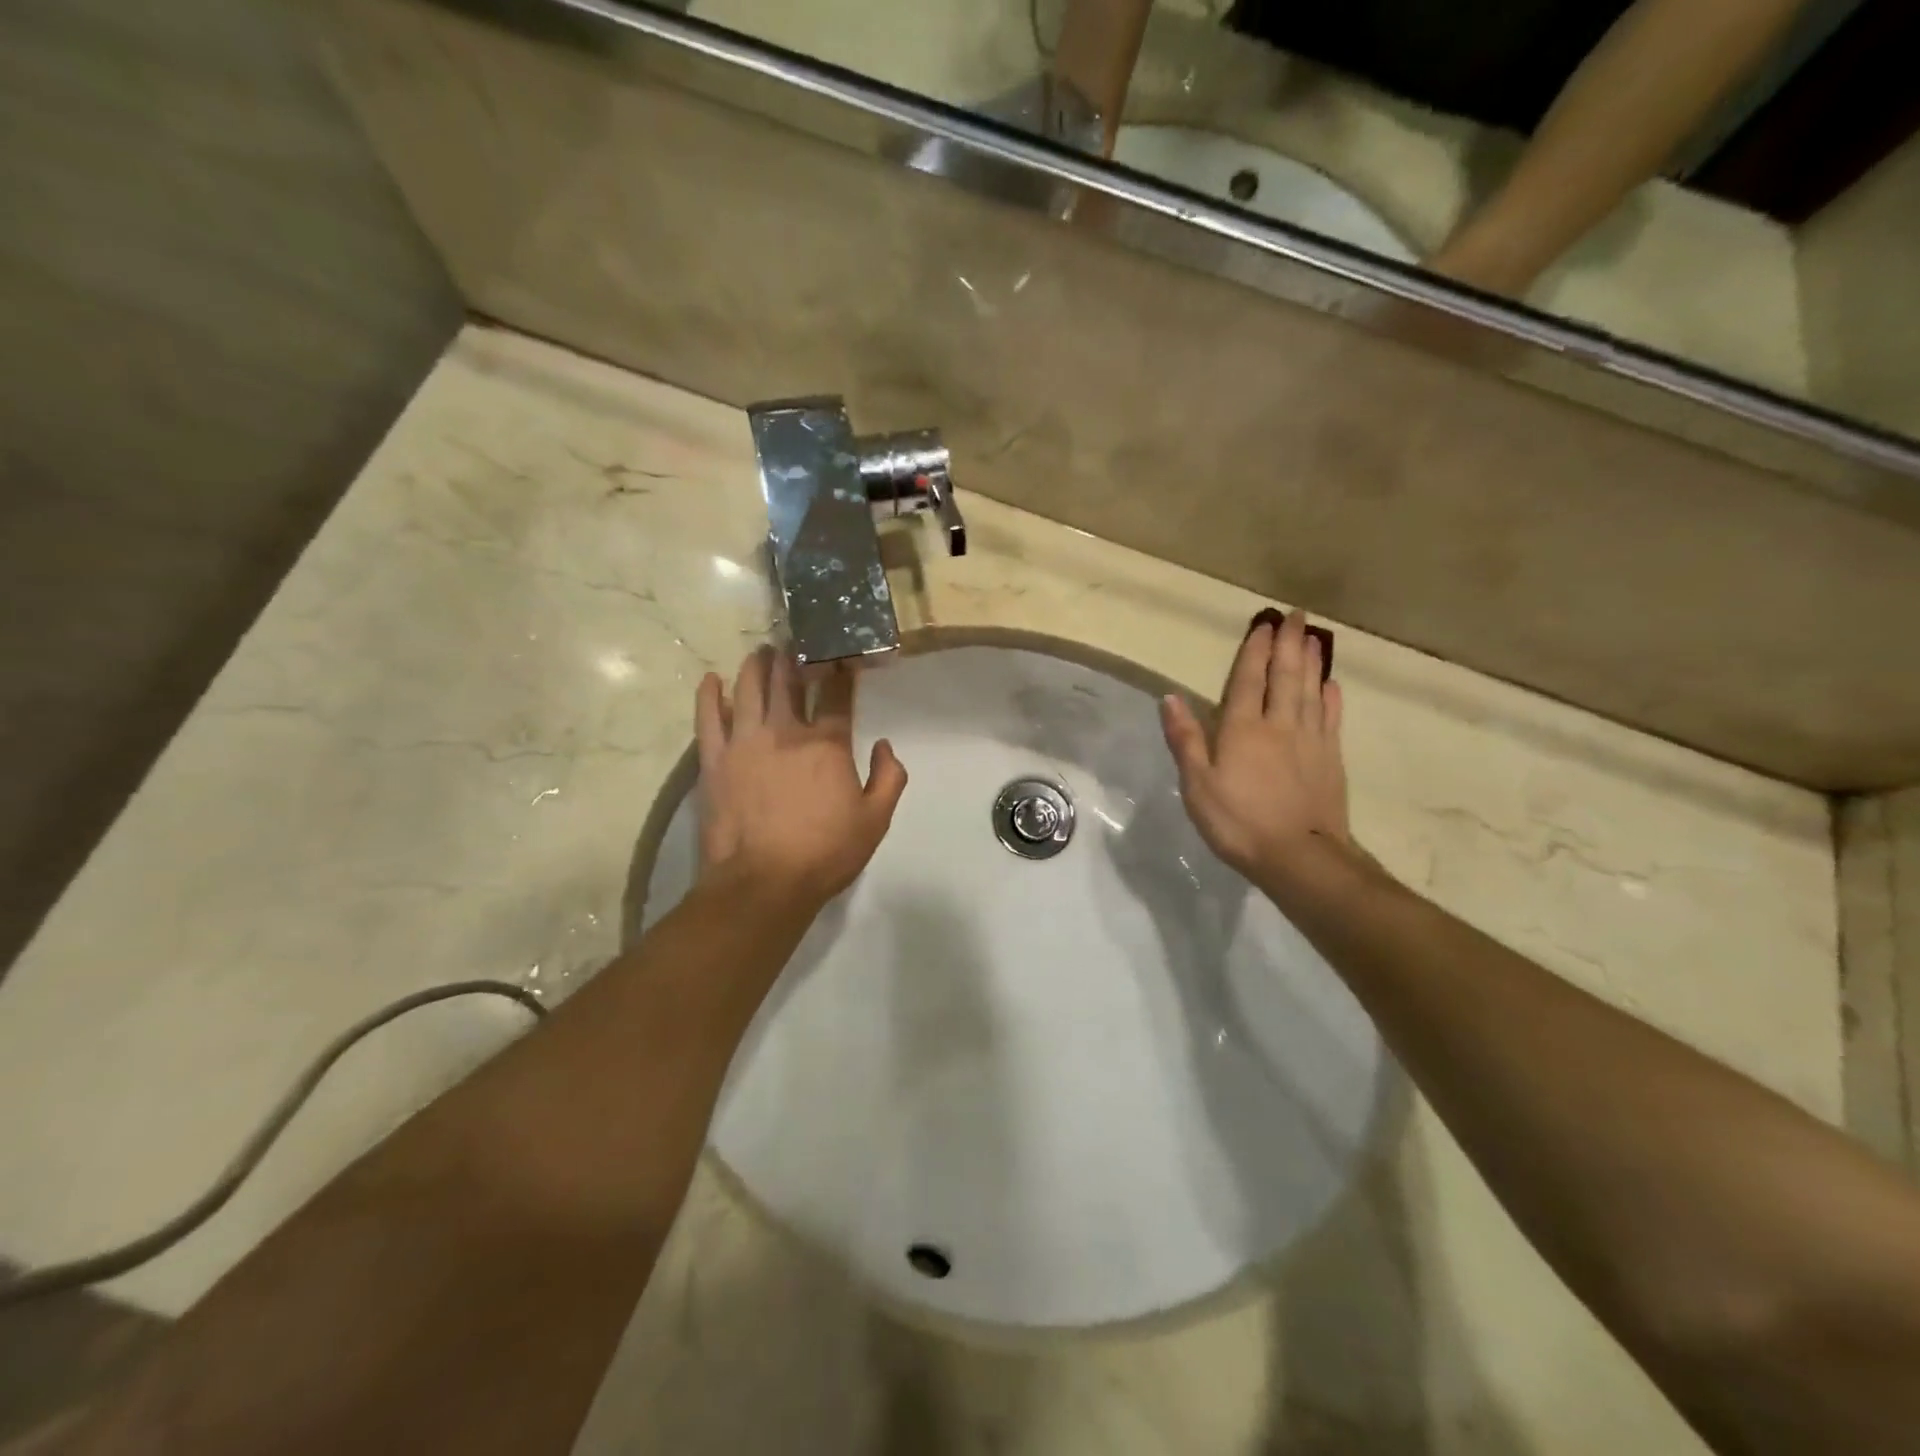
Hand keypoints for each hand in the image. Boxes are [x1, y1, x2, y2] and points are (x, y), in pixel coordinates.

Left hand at [694, 646, 907, 908]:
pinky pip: (708, 717)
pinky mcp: (714, 759)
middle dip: (795, 656)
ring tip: (761, 653)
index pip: (837, 695)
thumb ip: (889, 778)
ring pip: (748, 688)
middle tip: (796, 642)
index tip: (843, 654)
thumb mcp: (875, 821)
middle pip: (789, 680)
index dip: (842, 670)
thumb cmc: (825, 853)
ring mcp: (745, 742)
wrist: (763, 882)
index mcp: (827, 744)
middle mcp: (786, 731)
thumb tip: (885, 745)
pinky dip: (709, 695)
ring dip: (757, 665)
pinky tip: (712, 679)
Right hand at [1160, 612, 1353, 889]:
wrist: (1299, 857)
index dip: (1254, 651)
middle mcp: (1279, 724)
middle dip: (1289, 644)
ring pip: (1311, 690)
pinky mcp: (1330, 759)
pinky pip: (1331, 718)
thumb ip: (1186, 739)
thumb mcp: (1197, 784)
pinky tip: (1332, 684)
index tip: (1263, 624)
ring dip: (1311, 662)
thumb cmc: (1238, 822)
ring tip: (1313, 637)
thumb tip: (1170, 697)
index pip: (1248, 680)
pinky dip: (1331, 697)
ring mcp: (1310, 741)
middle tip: (1297, 616)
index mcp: (1242, 729)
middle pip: (1285, 676)